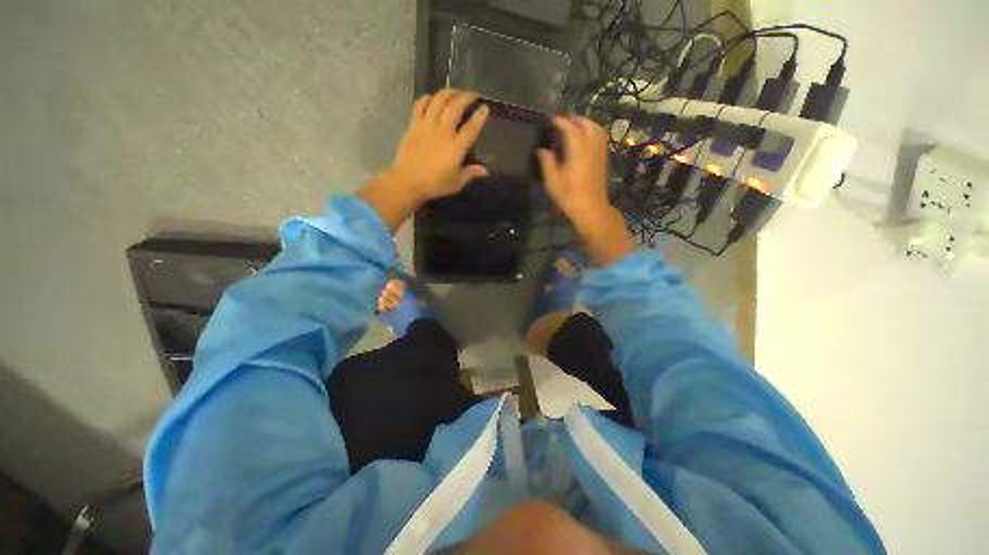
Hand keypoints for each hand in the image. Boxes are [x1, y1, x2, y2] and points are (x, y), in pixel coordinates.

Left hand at [359, 89, 489, 231]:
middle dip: (466, 97)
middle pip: (455, 108)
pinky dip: (427, 98)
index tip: (485, 107)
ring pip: (438, 101)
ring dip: (448, 93)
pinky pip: (419, 105)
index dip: (480, 116)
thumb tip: (485, 170)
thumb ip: (471, 173)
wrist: (408, 182)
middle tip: (473, 94)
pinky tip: (431, 98)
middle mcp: (443, 132)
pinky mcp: (413, 126)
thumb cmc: (435, 184)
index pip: (471, 128)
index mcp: (455, 147)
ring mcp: (427, 126)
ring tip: (455, 91)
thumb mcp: (456, 183)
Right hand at [536, 115, 610, 219]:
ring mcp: (599, 152)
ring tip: (575, 125)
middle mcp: (591, 147)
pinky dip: (593, 131)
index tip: (551, 119)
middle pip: (586, 124)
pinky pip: (601, 137)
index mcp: (578, 151)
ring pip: (596, 129)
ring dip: (586, 123)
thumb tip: (542, 150)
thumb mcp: (553, 181)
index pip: (570, 129)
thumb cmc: (569, 196)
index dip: (561, 122)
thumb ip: (547, 163)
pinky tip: (586, 137)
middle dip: (575, 119)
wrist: (590, 208)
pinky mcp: (603, 159)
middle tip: (563, 120)